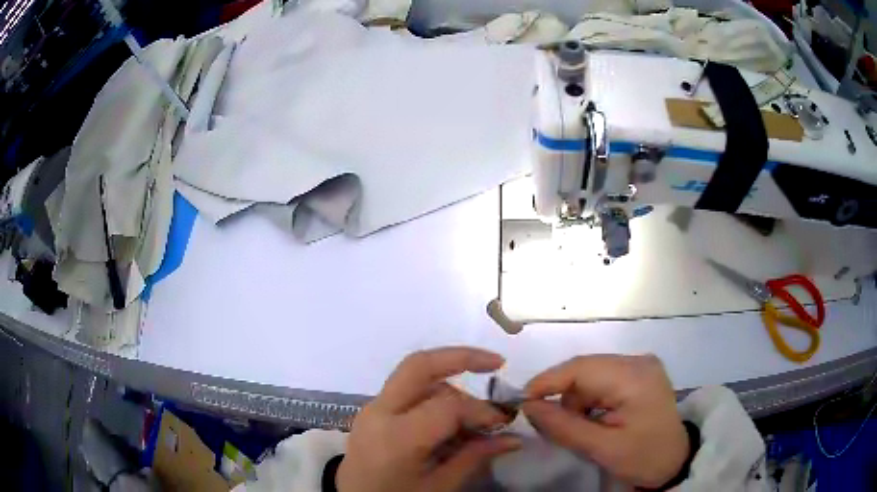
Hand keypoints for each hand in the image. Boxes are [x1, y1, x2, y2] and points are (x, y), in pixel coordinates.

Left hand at [337, 347, 521, 491]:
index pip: (447, 406)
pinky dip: (434, 394)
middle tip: (496, 362)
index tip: (503, 422)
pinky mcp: (372, 410)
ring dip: (450, 384)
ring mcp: (372, 408)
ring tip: (473, 415)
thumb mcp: (438, 487)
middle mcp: (379, 412)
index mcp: (396, 437)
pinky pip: (407, 390)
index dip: (481, 410)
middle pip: (419, 365)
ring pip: (415, 376)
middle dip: (462, 357)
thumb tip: (514, 438)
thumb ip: (474, 458)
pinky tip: (451, 418)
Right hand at [521, 355, 688, 488]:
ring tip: (580, 426)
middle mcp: (639, 361)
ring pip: (591, 373)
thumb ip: (563, 427)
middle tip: (549, 423)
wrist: (673, 461)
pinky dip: (590, 398)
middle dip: (563, 395)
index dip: (548, 381)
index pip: (582, 368)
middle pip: (585, 369)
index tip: (523, 402)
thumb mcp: (601, 449)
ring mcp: (641, 365)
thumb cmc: (642, 458)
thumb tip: (527, 406)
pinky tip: (594, 418)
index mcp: (635, 377)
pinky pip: (603, 378)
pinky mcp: (640, 373)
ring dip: (577, 398)